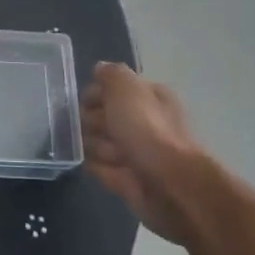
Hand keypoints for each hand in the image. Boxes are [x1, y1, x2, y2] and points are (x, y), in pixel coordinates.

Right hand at [81, 62, 223, 246]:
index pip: (114, 89)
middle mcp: (145, 123)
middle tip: (93, 128)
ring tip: (102, 151)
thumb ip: (111, 75)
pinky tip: (95, 165)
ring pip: (100, 142)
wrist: (169, 185)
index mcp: (150, 98)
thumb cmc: (147, 130)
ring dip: (95, 145)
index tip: (84, 102)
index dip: (96, 93)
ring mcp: (137, 153)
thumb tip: (100, 69)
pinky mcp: (129, 179)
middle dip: (92, 121)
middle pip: (104, 116)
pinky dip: (97, 166)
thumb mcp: (126, 89)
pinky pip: (102, 168)